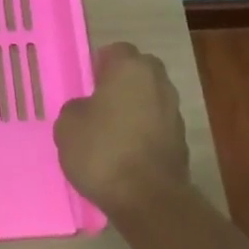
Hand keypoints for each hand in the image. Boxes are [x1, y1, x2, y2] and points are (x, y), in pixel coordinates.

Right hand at [54, 43, 190, 217]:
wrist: (146, 197)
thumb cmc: (101, 151)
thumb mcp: (67, 126)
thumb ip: (76, 109)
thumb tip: (88, 110)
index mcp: (131, 69)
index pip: (116, 51)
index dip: (99, 65)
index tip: (86, 84)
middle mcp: (158, 82)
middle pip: (138, 72)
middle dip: (121, 84)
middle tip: (98, 105)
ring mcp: (174, 111)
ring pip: (149, 99)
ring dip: (134, 109)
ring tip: (110, 133)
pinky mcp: (181, 140)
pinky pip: (156, 126)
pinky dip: (143, 133)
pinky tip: (125, 154)